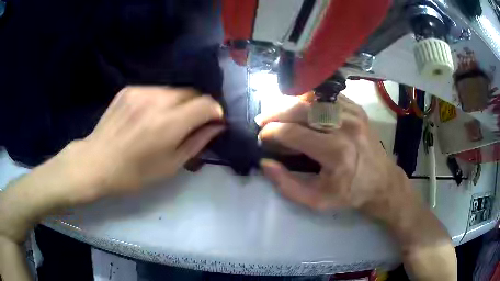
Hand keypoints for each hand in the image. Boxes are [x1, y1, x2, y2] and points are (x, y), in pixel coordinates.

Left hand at [58, 86, 224, 201]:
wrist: (97, 162)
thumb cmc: (134, 173)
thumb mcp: (170, 166)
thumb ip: (197, 142)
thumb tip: (217, 126)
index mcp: (169, 124)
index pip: (206, 104)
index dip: (214, 111)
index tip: (212, 122)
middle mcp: (157, 100)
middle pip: (191, 92)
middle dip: (197, 106)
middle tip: (189, 124)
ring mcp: (141, 91)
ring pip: (173, 90)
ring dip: (178, 103)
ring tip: (166, 120)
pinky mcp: (129, 89)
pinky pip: (155, 90)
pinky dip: (159, 100)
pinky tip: (148, 116)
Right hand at [258, 94, 417, 222]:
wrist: (381, 181)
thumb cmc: (349, 193)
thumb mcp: (316, 200)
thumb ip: (287, 185)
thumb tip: (266, 163)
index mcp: (336, 152)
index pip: (294, 133)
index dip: (272, 132)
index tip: (262, 136)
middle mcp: (345, 127)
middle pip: (302, 110)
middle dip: (276, 113)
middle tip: (263, 120)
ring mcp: (353, 114)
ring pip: (313, 99)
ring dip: (290, 104)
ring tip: (278, 113)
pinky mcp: (357, 109)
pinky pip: (327, 97)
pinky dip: (310, 100)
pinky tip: (300, 108)